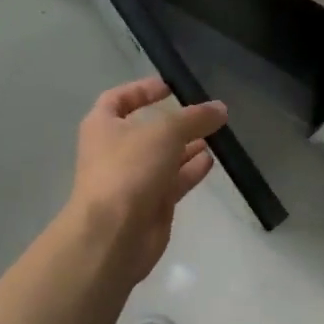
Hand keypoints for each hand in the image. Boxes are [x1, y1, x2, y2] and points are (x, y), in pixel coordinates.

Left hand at [68, 77, 226, 280]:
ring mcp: (132, 179)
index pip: (119, 98)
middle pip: (148, 128)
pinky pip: (173, 181)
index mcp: (103, 125)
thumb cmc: (129, 169)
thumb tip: (220, 108)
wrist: (112, 237)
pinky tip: (211, 160)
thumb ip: (195, 118)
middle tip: (205, 112)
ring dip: (187, 145)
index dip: (142, 90)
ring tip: (216, 133)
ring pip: (164, 156)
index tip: (170, 86)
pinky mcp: (150, 204)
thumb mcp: (166, 132)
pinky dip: (190, 170)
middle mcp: (115, 150)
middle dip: (175, 121)